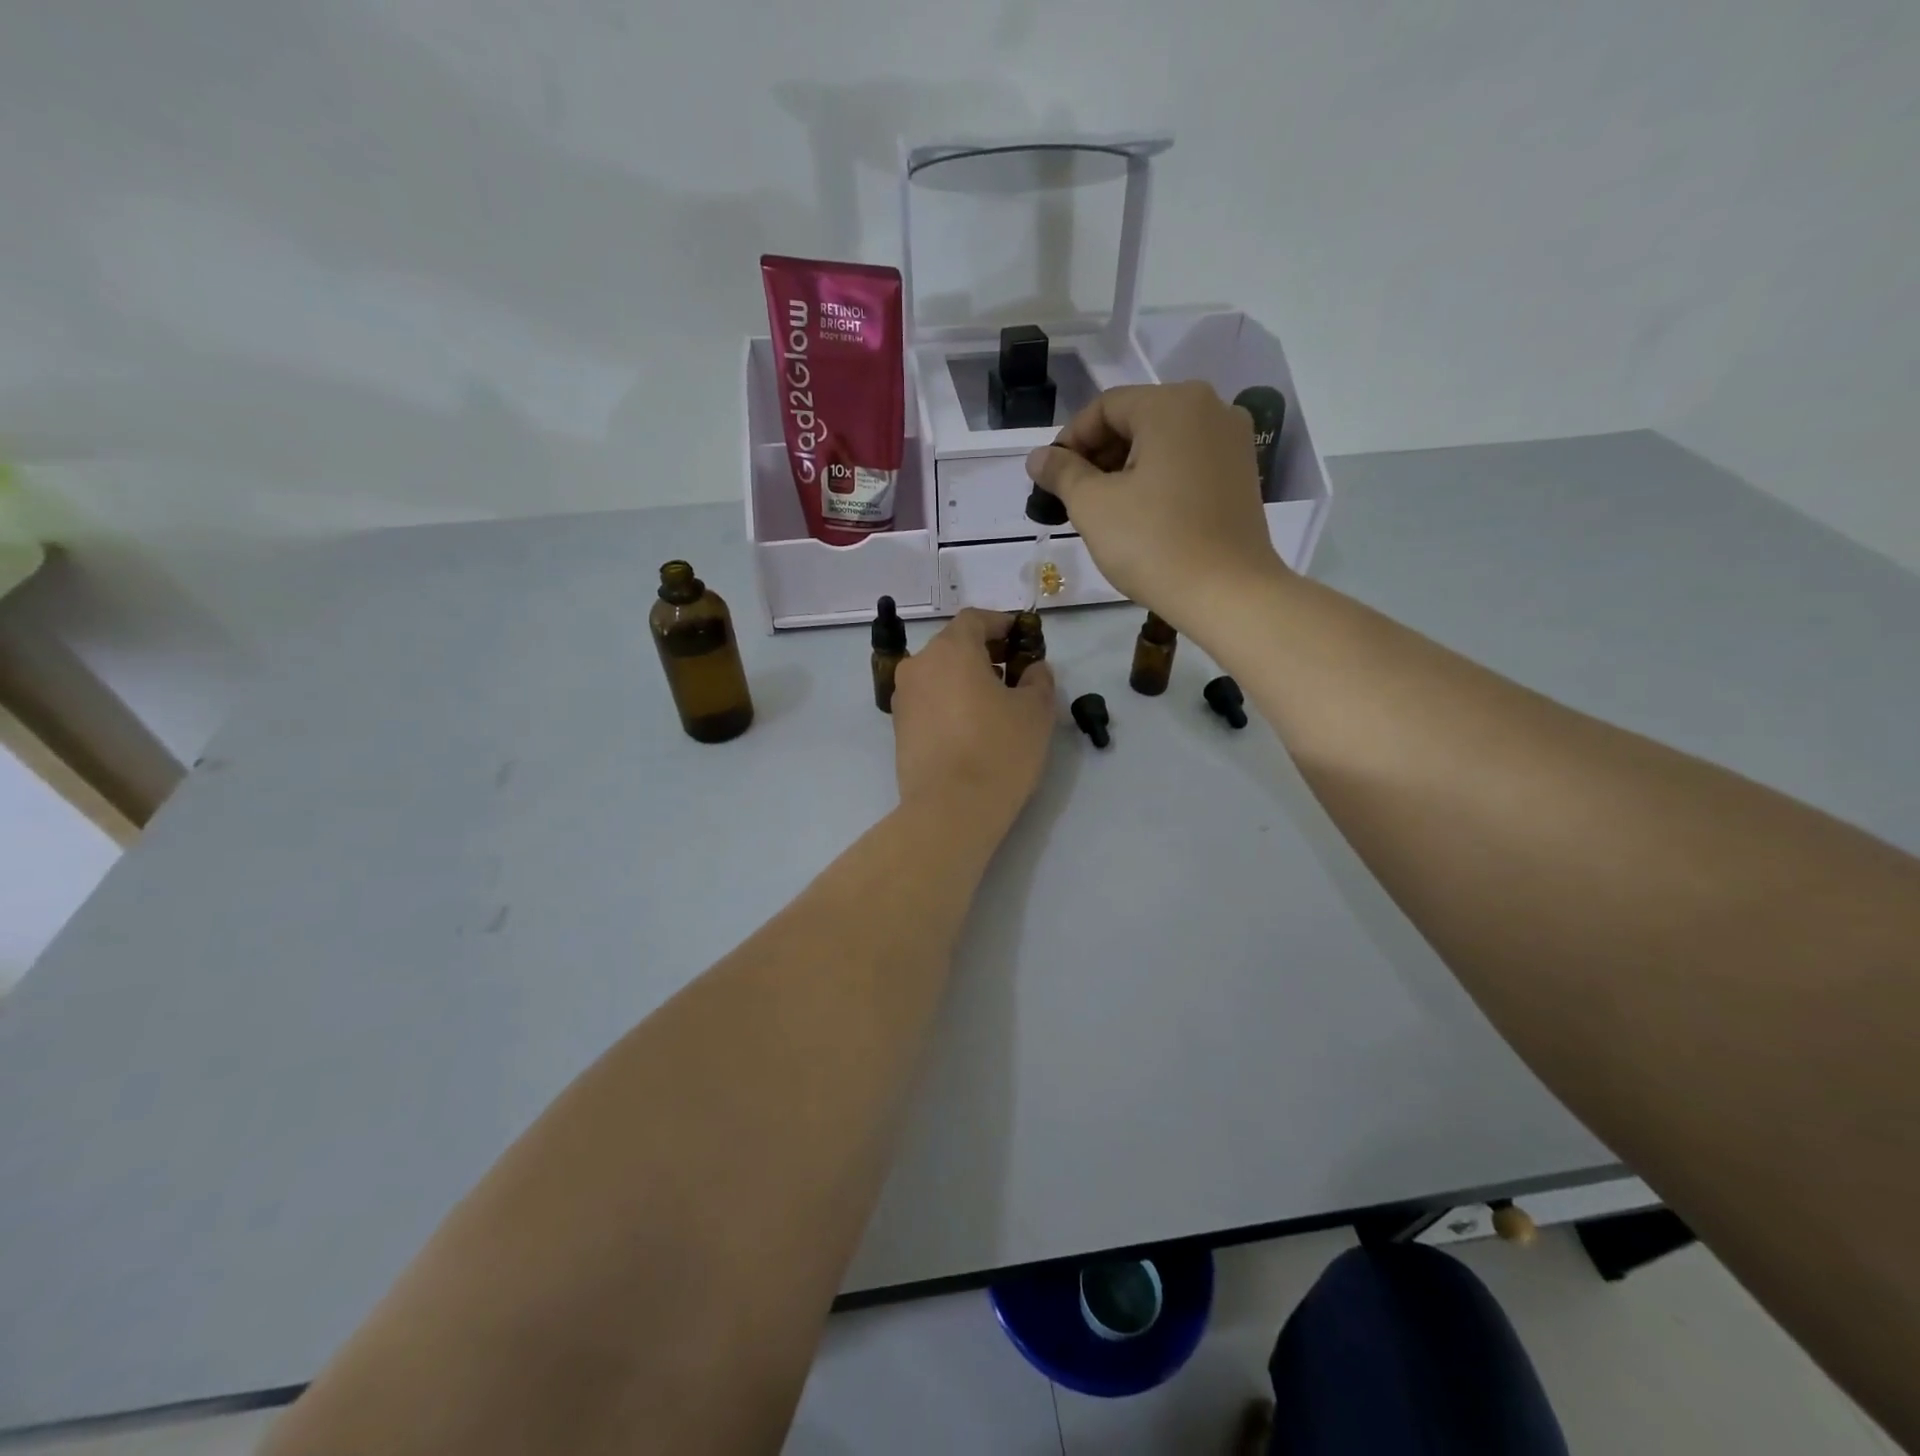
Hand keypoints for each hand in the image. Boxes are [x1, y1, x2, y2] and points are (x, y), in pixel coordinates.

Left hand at [892, 609, 1054, 832]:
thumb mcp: (1035, 712)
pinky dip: (949, 702)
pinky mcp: (898, 728)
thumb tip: (1033, 669)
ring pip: (939, 675)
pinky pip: (928, 701)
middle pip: (953, 646)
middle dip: (984, 653)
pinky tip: (971, 726)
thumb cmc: (998, 751)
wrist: (949, 810)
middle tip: (1013, 672)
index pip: (975, 620)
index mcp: (951, 650)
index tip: (1022, 638)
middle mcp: (919, 665)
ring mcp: (903, 698)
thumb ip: (1038, 680)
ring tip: (994, 703)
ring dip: (965, 679)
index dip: (1001, 624)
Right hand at [1025, 382, 1287, 630]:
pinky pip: (1187, 462)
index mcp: (1172, 403)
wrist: (1227, 593)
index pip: (1104, 408)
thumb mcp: (1092, 506)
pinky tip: (1141, 515)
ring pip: (1162, 442)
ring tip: (1104, 511)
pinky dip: (1157, 479)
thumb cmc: (1153, 543)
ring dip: (1126, 469)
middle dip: (1098, 456)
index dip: (1069, 441)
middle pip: (1136, 420)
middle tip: (1072, 498)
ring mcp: (1233, 441)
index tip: (1050, 479)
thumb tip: (1038, 457)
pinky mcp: (1242, 473)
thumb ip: (1061, 473)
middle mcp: (1210, 407)